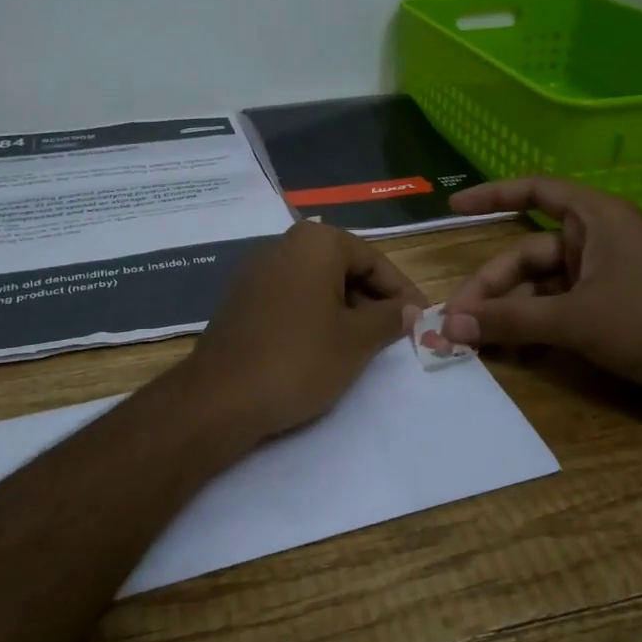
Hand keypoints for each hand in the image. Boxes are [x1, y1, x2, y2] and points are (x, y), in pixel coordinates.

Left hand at [183, 221, 425, 442]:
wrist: (220, 398)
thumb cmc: (299, 360)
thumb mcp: (356, 340)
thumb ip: (389, 318)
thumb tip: (410, 310)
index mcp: (315, 242)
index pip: (374, 259)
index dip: (402, 291)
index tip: (421, 321)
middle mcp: (283, 246)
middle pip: (344, 267)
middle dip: (373, 300)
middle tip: (396, 336)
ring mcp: (256, 272)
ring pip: (318, 285)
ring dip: (346, 311)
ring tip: (365, 346)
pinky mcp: (241, 301)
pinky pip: (292, 299)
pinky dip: (316, 317)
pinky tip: (326, 349)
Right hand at [441, 178, 641, 396]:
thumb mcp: (572, 320)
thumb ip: (508, 320)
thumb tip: (448, 326)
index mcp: (596, 219)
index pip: (534, 191)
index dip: (491, 195)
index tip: (454, 206)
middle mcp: (599, 239)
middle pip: (528, 253)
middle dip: (492, 287)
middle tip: (456, 322)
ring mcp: (607, 275)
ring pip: (542, 285)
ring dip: (510, 311)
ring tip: (477, 343)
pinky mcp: (615, 307)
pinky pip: (561, 307)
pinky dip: (536, 325)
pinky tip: (513, 352)